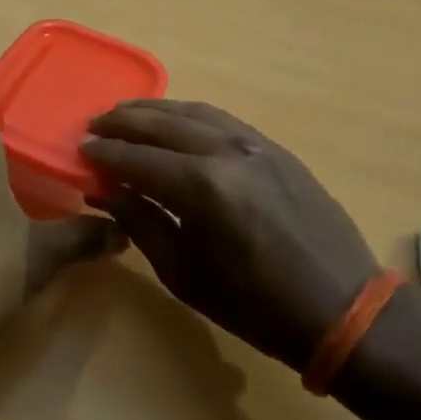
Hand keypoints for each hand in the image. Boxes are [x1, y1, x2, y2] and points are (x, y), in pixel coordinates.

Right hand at [83, 100, 380, 369]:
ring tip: (126, 114)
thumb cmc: (253, 305)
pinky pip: (222, 119)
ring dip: (154, 111)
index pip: (137, 159)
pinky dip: (190, 115)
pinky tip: (174, 121)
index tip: (80, 151)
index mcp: (201, 187)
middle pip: (162, 124)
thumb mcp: (183, 273)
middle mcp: (226, 152)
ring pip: (193, 112)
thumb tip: (105, 191)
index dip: (104, 155)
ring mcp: (255, 144)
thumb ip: (141, 222)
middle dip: (123, 122)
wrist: (341, 309)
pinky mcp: (275, 148)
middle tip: (94, 125)